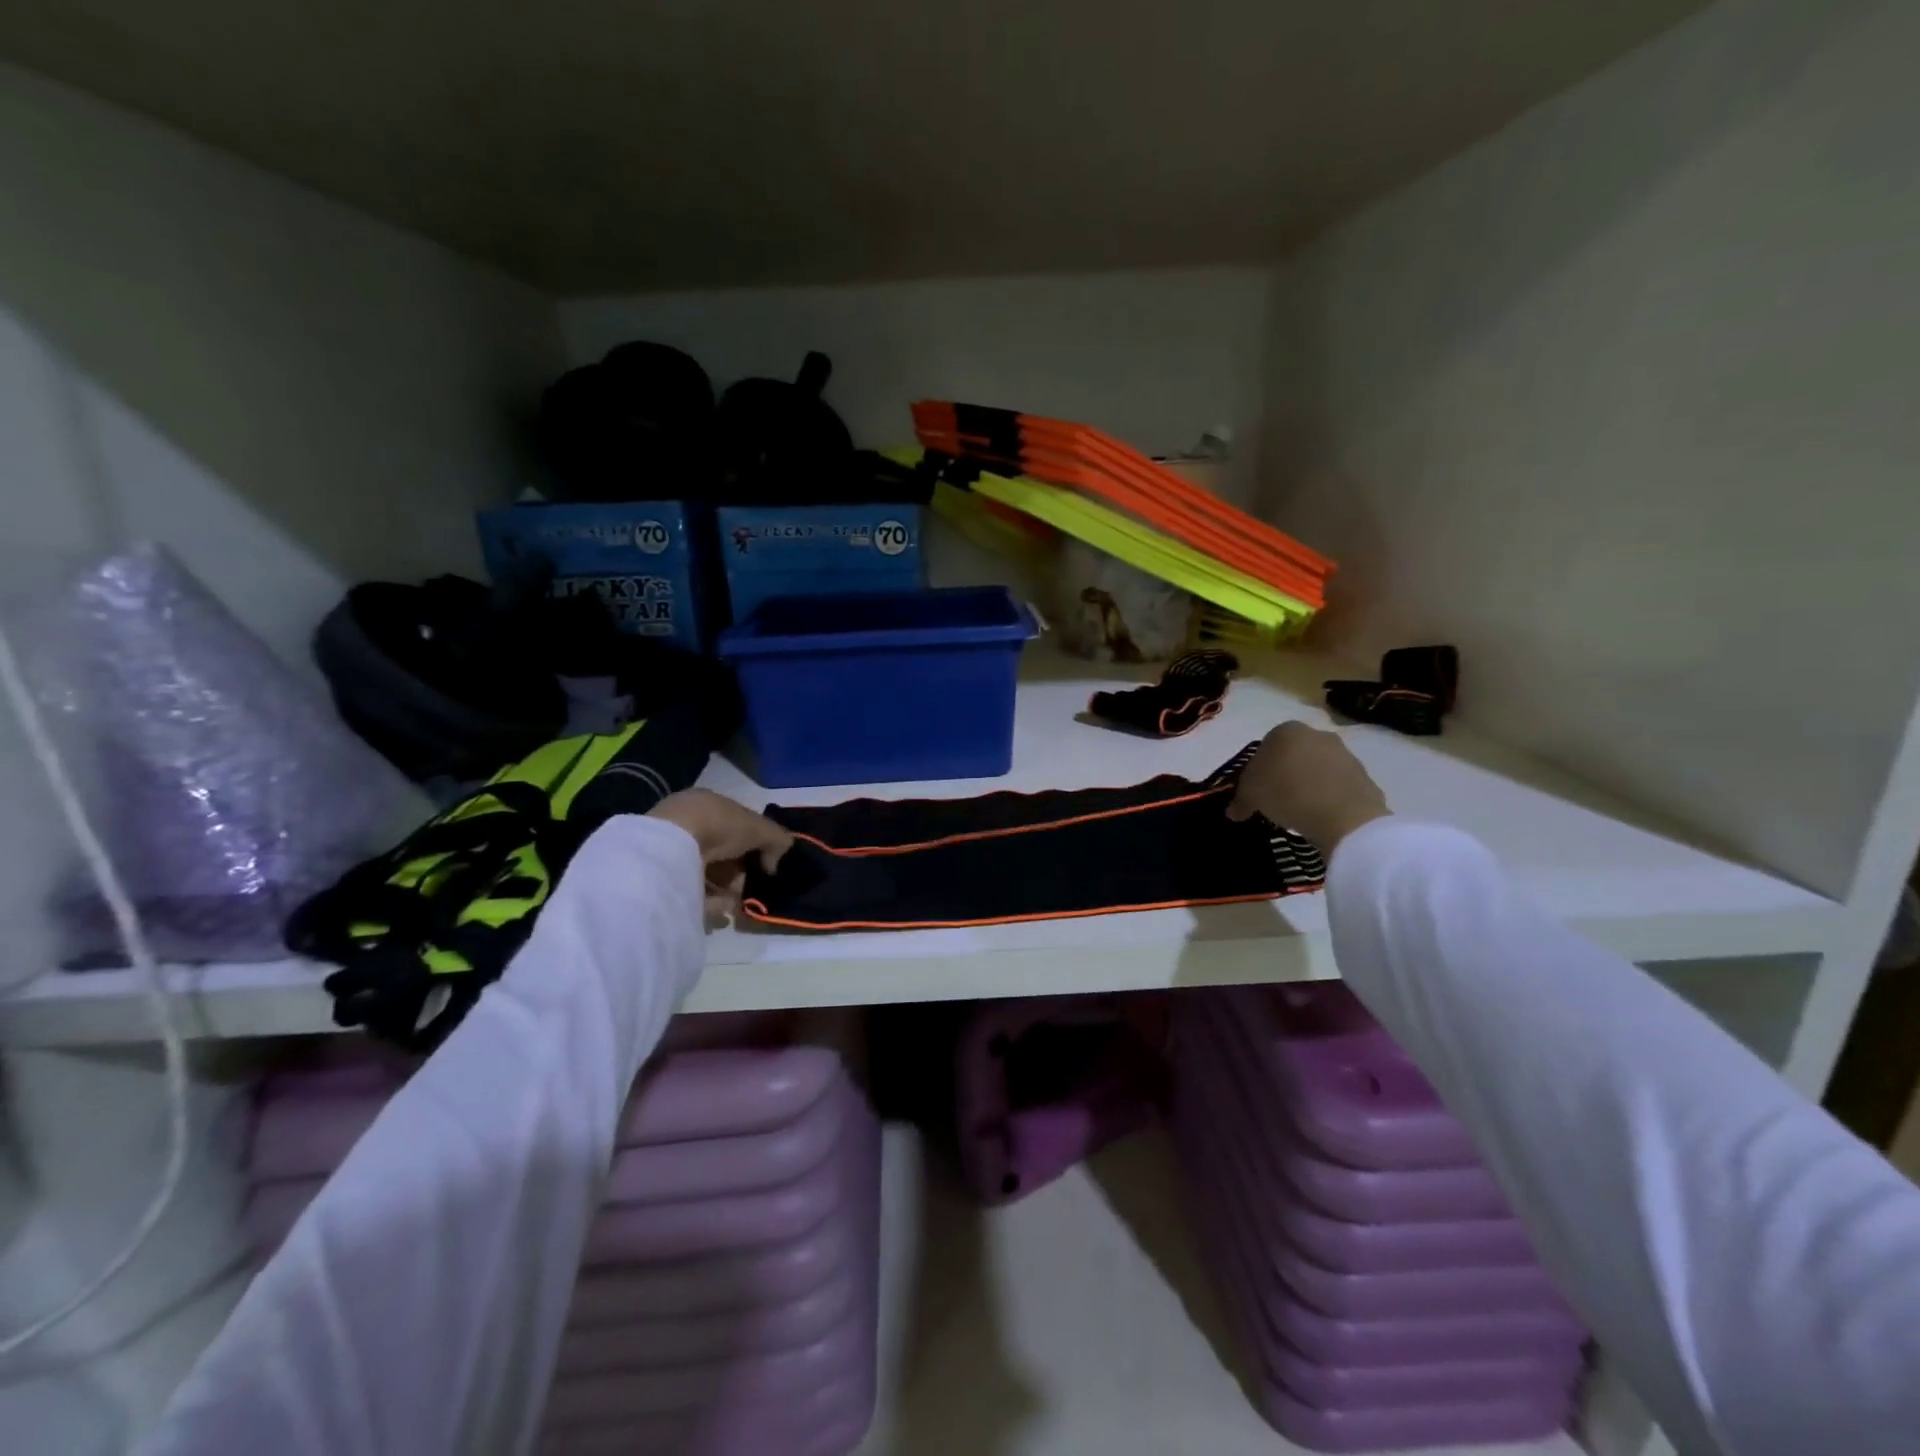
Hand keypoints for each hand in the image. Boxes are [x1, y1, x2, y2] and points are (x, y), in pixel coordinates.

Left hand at [648, 789, 793, 925]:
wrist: (673, 844)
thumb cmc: (719, 825)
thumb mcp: (760, 827)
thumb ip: (777, 840)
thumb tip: (772, 866)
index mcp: (708, 805)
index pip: (735, 827)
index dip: (752, 846)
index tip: (763, 866)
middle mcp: (687, 825)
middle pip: (722, 854)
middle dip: (738, 873)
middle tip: (749, 888)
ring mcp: (671, 851)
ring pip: (706, 875)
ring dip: (724, 891)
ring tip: (736, 904)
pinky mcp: (660, 878)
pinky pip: (690, 892)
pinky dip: (707, 902)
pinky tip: (720, 910)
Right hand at [1225, 721, 1390, 856]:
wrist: (1344, 816)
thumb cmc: (1287, 794)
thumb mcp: (1251, 796)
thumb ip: (1240, 799)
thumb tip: (1234, 811)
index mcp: (1285, 731)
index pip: (1263, 748)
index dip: (1256, 772)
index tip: (1255, 792)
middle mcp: (1316, 734)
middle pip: (1292, 755)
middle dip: (1283, 773)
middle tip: (1275, 799)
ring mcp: (1344, 752)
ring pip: (1315, 767)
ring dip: (1306, 783)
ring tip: (1298, 810)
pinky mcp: (1363, 774)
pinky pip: (1336, 783)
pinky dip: (1327, 795)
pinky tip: (1320, 814)